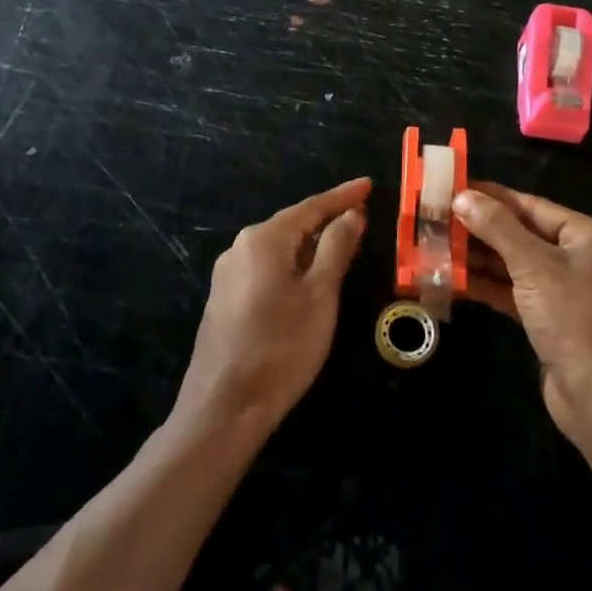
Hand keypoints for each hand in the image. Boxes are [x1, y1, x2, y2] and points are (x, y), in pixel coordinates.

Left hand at [175, 178, 370, 430]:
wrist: (224, 406)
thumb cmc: (281, 346)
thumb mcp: (320, 295)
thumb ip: (336, 248)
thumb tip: (350, 214)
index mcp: (264, 239)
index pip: (311, 207)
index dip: (342, 196)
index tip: (368, 184)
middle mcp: (240, 247)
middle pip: (292, 224)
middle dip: (326, 219)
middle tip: (360, 215)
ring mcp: (227, 274)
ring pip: (278, 247)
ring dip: (310, 243)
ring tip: (340, 243)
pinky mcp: (224, 299)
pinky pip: (265, 268)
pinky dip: (292, 264)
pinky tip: (306, 277)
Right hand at [453, 183, 591, 445]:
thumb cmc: (575, 319)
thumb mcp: (534, 266)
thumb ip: (498, 228)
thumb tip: (464, 197)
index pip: (534, 206)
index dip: (493, 197)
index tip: (455, 188)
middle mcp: (586, 259)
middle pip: (525, 234)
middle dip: (483, 229)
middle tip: (440, 219)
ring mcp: (571, 292)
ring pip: (519, 265)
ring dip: (482, 259)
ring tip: (439, 247)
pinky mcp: (555, 321)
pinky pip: (519, 293)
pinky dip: (491, 286)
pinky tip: (457, 280)